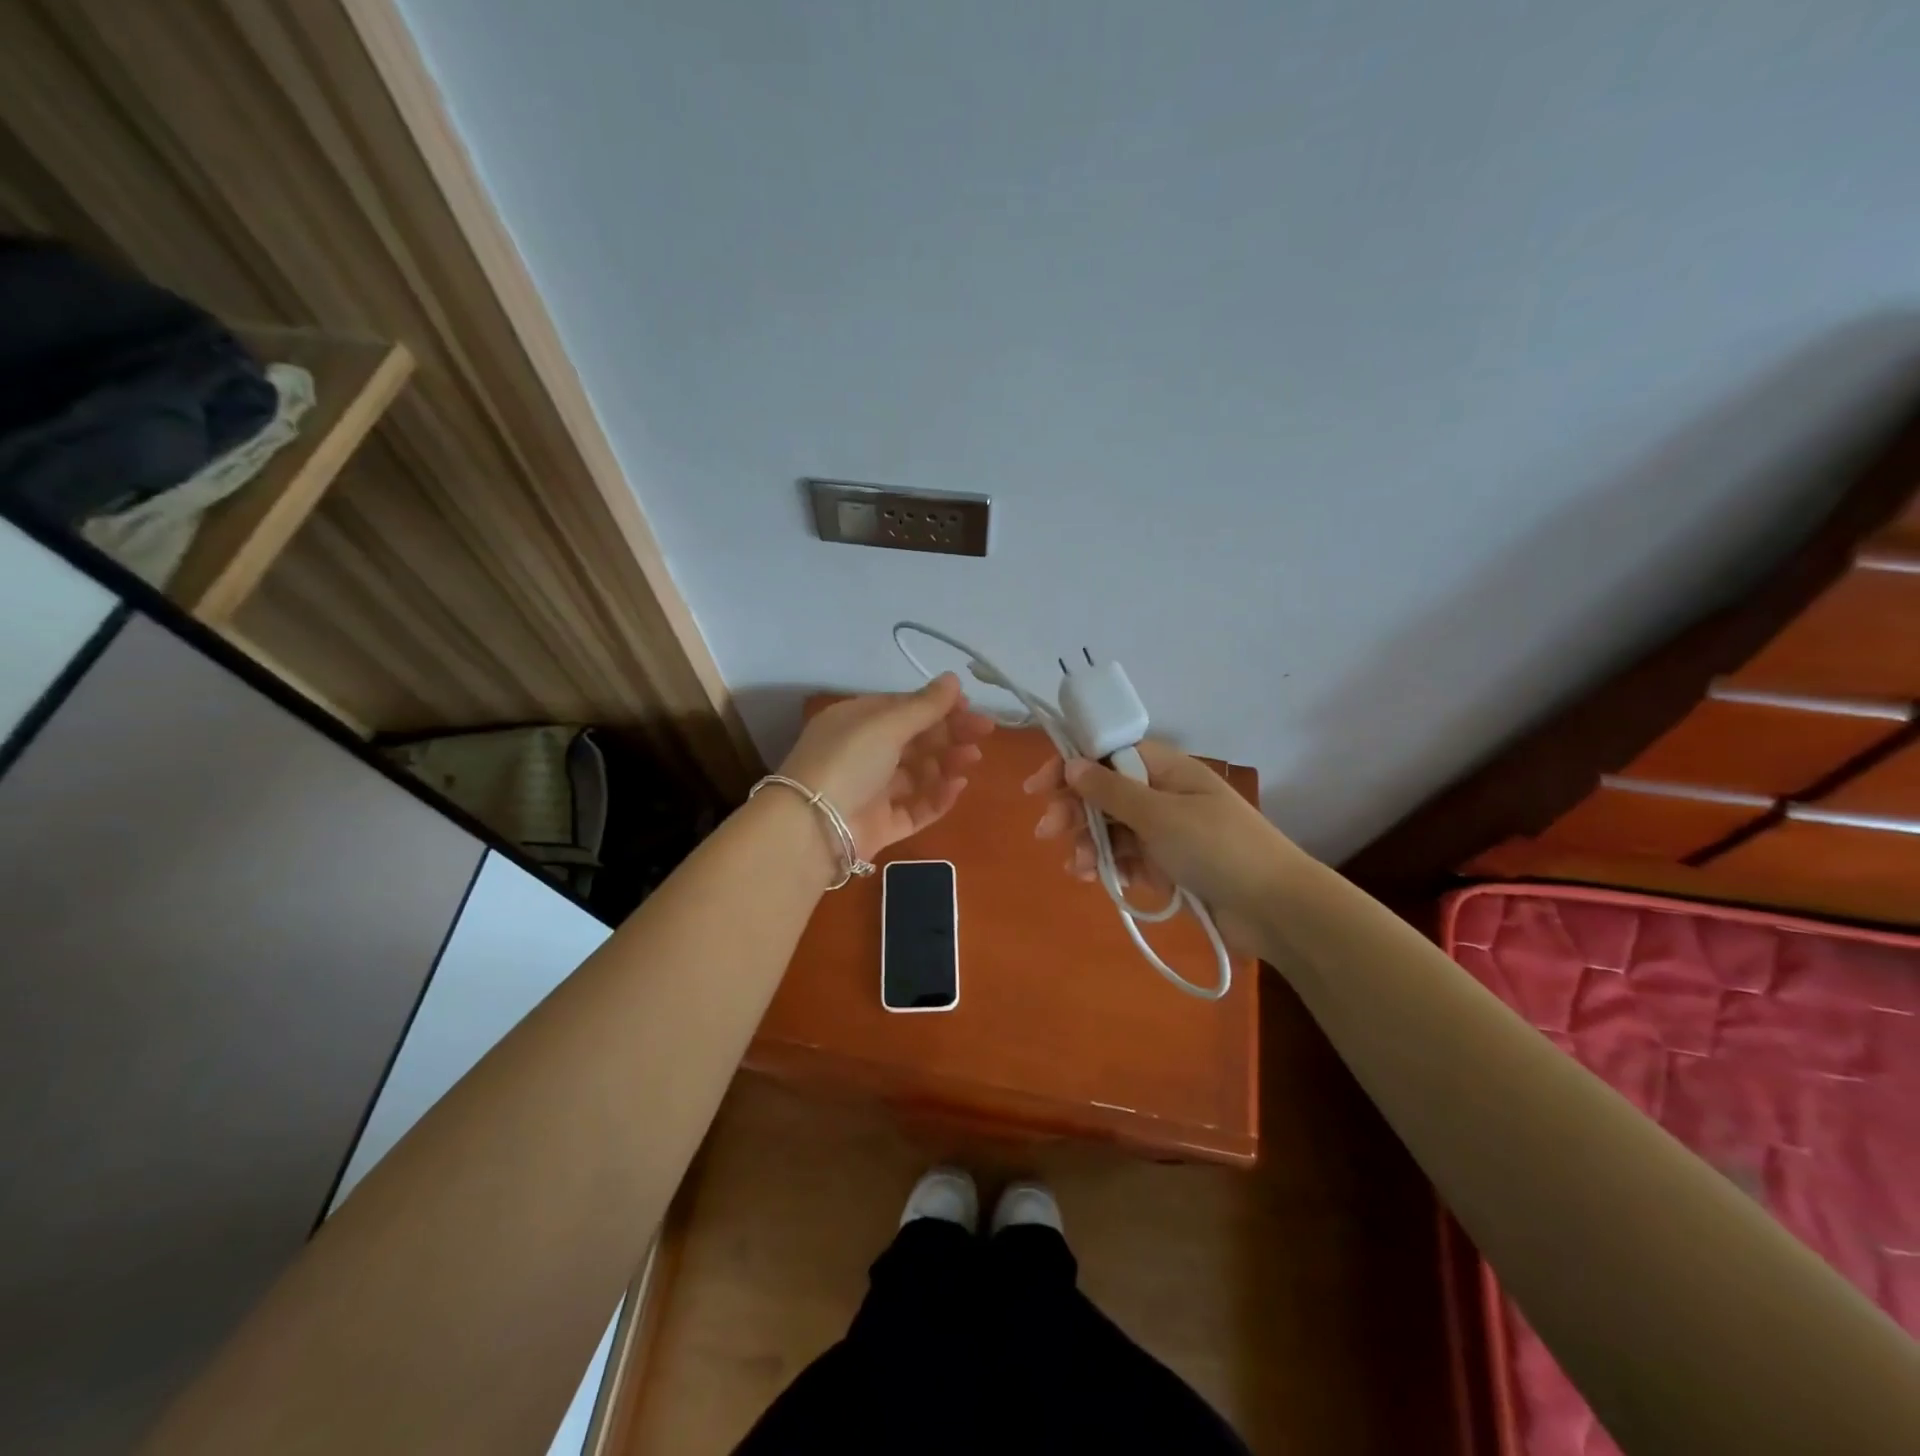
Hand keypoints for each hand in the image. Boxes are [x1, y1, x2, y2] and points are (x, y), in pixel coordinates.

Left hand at [778, 674, 993, 860]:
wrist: (813, 827)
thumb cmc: (848, 761)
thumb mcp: (886, 724)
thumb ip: (924, 705)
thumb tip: (953, 679)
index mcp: (857, 722)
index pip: (903, 708)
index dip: (937, 706)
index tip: (970, 707)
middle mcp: (864, 753)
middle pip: (915, 740)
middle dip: (949, 734)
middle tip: (983, 733)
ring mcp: (873, 791)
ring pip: (919, 773)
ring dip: (947, 762)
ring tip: (971, 759)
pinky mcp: (882, 824)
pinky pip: (916, 808)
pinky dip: (938, 797)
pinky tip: (958, 786)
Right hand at [1023, 740, 1309, 955]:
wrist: (1274, 908)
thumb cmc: (1217, 848)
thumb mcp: (1159, 814)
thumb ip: (1111, 790)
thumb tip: (1072, 763)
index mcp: (1165, 769)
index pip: (1106, 754)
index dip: (1070, 766)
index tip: (1038, 788)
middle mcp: (1161, 794)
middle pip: (1103, 793)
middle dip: (1073, 810)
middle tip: (1047, 833)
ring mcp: (1163, 832)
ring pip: (1110, 829)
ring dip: (1087, 844)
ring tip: (1076, 868)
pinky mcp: (1166, 865)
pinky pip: (1125, 858)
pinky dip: (1107, 866)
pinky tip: (1093, 879)